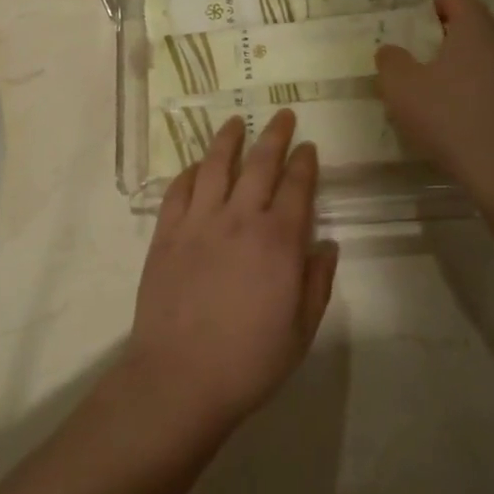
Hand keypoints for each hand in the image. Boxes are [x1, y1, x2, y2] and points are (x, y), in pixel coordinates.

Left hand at [121, 111, 338, 445]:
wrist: (180, 378)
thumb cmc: (249, 360)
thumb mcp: (301, 330)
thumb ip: (317, 282)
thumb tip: (326, 245)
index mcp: (279, 241)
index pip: (296, 186)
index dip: (304, 162)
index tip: (308, 146)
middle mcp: (240, 219)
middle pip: (260, 164)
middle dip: (274, 135)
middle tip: (281, 115)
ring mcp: (199, 223)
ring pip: (215, 166)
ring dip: (228, 139)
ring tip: (236, 121)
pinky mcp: (167, 234)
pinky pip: (179, 190)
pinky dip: (190, 172)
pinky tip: (197, 165)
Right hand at [375, 0, 493, 195]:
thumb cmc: (450, 118)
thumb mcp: (402, 89)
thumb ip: (391, 62)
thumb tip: (390, 51)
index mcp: (477, 30)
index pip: (459, 0)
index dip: (437, 6)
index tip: (420, 22)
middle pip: (480, 29)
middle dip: (455, 40)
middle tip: (428, 60)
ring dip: (475, 70)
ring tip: (451, 95)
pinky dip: (491, 97)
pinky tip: (474, 123)